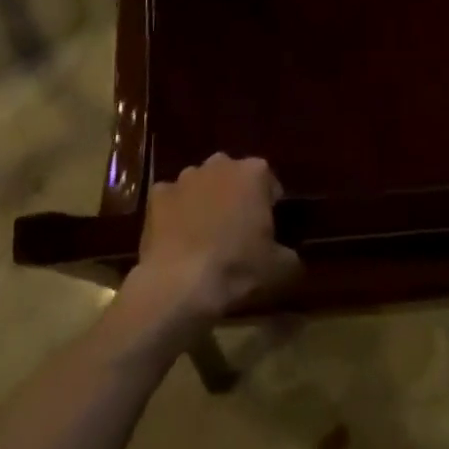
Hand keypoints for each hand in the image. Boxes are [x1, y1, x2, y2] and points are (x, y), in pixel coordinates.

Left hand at [122, 154, 298, 333]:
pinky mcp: (157, 194)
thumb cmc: (237, 268)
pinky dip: (176, 212)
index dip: (269, 204)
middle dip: (236, 196)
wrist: (180, 284)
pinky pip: (172, 199)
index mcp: (254, 172)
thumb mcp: (281, 269)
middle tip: (237, 230)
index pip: (269, 181)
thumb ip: (291, 255)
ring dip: (205, 200)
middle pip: (233, 176)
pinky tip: (178, 238)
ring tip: (205, 236)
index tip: (267, 229)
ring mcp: (185, 177)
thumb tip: (291, 257)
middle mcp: (220, 164)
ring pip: (201, 184)